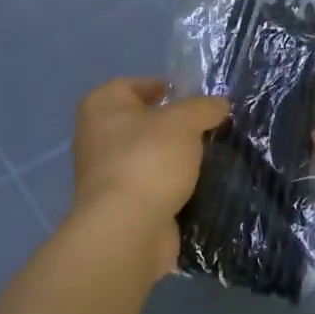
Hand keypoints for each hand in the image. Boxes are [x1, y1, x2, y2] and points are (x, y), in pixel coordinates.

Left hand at [71, 79, 229, 282]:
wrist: (127, 228)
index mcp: (101, 106)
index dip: (161, 87)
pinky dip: (168, 186)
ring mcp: (104, 174)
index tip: (192, 98)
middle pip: (139, 122)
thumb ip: (203, 108)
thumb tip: (219, 104)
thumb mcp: (183, 122)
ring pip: (145, 156)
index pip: (131, 85)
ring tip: (206, 157)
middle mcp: (95, 136)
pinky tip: (195, 186)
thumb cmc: (148, 159)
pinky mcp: (118, 205)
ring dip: (171, 158)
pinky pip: (149, 186)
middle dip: (171, 125)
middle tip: (205, 128)